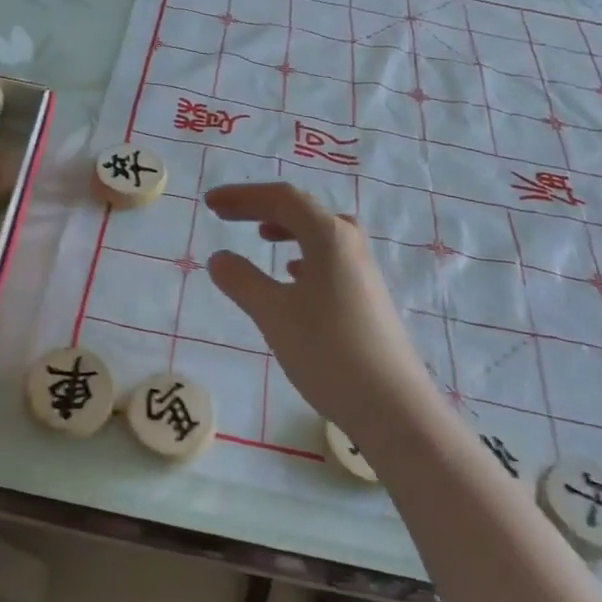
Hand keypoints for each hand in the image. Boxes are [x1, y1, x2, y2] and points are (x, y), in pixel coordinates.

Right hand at [205, 183, 447, 448]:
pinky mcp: (367, 296)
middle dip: (261, 207)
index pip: (282, 198)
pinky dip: (304, 255)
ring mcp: (363, 270)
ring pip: (320, 234)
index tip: (209, 202)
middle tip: (225, 214)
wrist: (392, 406)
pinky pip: (330, 259)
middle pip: (302, 210)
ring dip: (286, 228)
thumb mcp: (274, 314)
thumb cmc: (328, 351)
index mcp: (329, 236)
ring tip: (260, 235)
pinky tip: (293, 276)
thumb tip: (219, 257)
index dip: (242, 195)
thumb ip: (242, 280)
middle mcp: (350, 244)